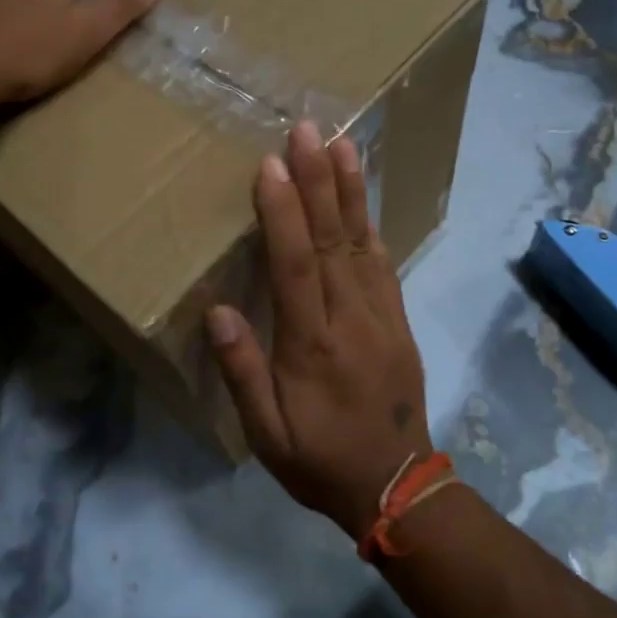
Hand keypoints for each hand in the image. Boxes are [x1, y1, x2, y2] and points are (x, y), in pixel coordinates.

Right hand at [206, 121, 431, 538]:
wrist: (397, 487)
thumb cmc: (320, 460)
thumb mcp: (267, 435)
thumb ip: (243, 372)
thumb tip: (218, 311)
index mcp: (312, 345)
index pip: (296, 266)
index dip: (284, 213)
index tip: (273, 166)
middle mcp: (350, 318)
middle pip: (332, 240)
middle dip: (318, 181)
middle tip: (307, 130)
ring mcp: (381, 316)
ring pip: (363, 243)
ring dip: (350, 191)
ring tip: (342, 144)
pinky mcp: (398, 320)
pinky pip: (384, 265)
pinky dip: (372, 226)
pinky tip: (363, 199)